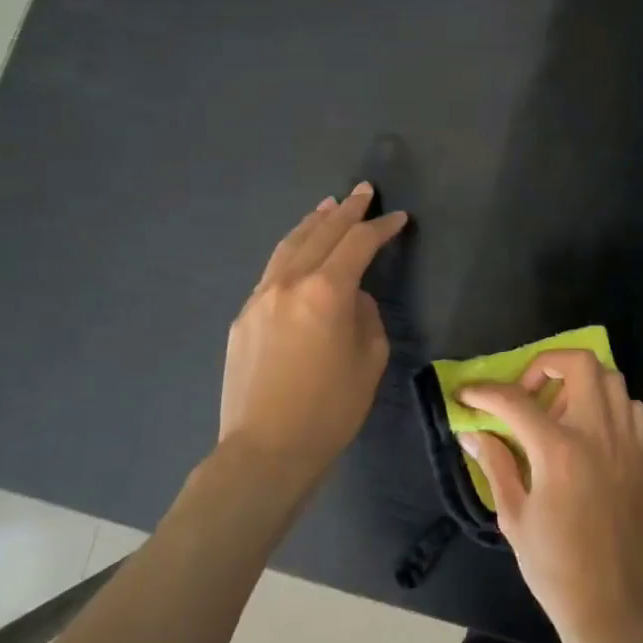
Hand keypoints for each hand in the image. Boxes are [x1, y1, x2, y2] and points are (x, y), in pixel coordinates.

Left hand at [218, 183, 407, 494]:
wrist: (265, 451)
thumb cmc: (330, 409)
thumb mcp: (369, 359)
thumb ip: (365, 315)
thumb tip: (351, 298)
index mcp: (327, 291)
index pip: (359, 243)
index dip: (382, 227)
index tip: (399, 218)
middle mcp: (289, 283)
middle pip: (322, 233)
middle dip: (347, 210)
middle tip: (363, 191)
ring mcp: (260, 297)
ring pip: (290, 246)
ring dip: (313, 223)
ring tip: (328, 205)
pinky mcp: (243, 317)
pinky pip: (272, 271)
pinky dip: (292, 251)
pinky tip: (299, 252)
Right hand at [458, 351, 642, 642]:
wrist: (612, 606)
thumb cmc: (555, 568)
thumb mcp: (514, 517)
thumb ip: (495, 464)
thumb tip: (472, 432)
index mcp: (559, 451)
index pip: (516, 401)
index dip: (485, 392)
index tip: (466, 393)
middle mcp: (597, 433)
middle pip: (578, 363)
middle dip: (544, 365)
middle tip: (525, 394)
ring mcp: (625, 441)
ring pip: (609, 377)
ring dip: (578, 380)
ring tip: (556, 410)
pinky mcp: (641, 455)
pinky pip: (631, 407)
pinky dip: (609, 403)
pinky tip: (589, 428)